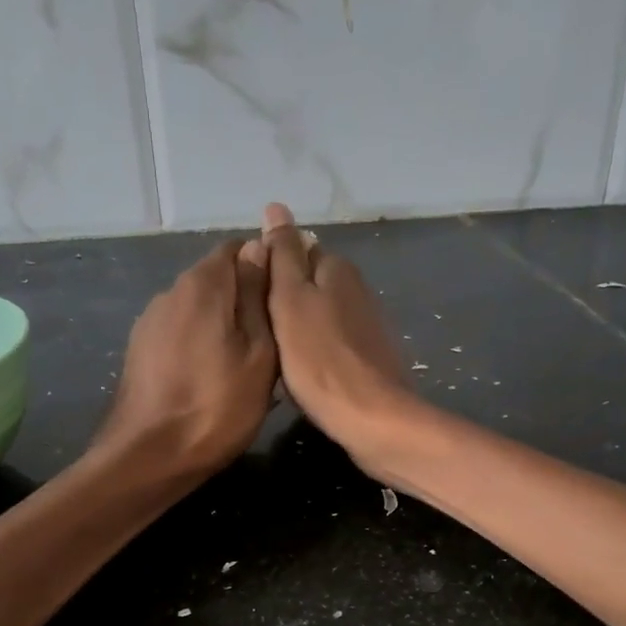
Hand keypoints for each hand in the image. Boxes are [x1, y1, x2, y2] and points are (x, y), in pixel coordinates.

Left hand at [94, 239, 276, 475]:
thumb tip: (260, 246)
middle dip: (247, 295)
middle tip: (276, 333)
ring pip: (199, 306)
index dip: (267, 263)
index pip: (239, 247)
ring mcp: (151, 321)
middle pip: (217, 276)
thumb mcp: (258, 353)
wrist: (150, 456)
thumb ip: (258, 296)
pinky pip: (182, 330)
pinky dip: (203, 340)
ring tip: (249, 357)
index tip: (288, 294)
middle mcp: (172, 291)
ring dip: (225, 321)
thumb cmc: (218, 406)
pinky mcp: (141, 349)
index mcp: (203, 284)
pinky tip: (215, 373)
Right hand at [258, 202, 418, 473]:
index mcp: (336, 268)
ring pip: (322, 314)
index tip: (253, 298)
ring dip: (301, 327)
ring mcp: (368, 324)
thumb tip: (277, 208)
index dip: (271, 271)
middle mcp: (357, 288)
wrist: (371, 417)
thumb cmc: (320, 359)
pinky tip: (306, 372)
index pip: (297, 251)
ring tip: (278, 353)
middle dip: (286, 300)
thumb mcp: (290, 300)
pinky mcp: (372, 355)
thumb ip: (284, 255)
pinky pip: (334, 342)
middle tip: (261, 330)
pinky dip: (318, 350)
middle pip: (311, 283)